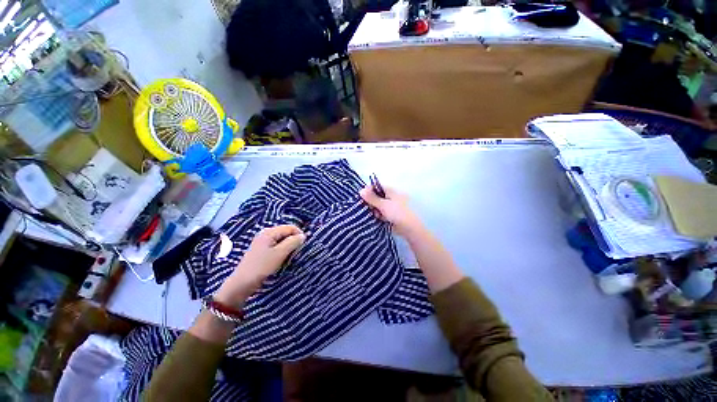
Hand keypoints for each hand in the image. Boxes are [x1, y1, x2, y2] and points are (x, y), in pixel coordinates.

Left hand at [215, 225, 305, 306]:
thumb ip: (292, 243)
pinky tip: (281, 261)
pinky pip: (275, 247)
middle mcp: (265, 234)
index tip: (304, 247)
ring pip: (280, 241)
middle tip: (297, 254)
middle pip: (284, 233)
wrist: (244, 281)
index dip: (299, 235)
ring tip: (290, 258)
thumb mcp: (279, 254)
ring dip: (287, 248)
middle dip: (293, 241)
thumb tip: (303, 236)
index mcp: (269, 232)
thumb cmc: (262, 266)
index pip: (289, 227)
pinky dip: (281, 252)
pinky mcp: (260, 252)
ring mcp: (261, 243)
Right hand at [360, 186, 423, 236]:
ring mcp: (392, 206)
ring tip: (376, 215)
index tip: (362, 197)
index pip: (377, 186)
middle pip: (377, 196)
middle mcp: (391, 197)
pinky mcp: (391, 215)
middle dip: (371, 202)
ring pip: (378, 205)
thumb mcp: (383, 205)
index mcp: (391, 191)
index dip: (369, 190)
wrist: (409, 228)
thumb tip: (361, 190)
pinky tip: (379, 219)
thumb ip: (371, 198)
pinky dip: (379, 215)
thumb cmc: (397, 213)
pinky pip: (382, 213)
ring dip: (375, 210)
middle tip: (370, 208)